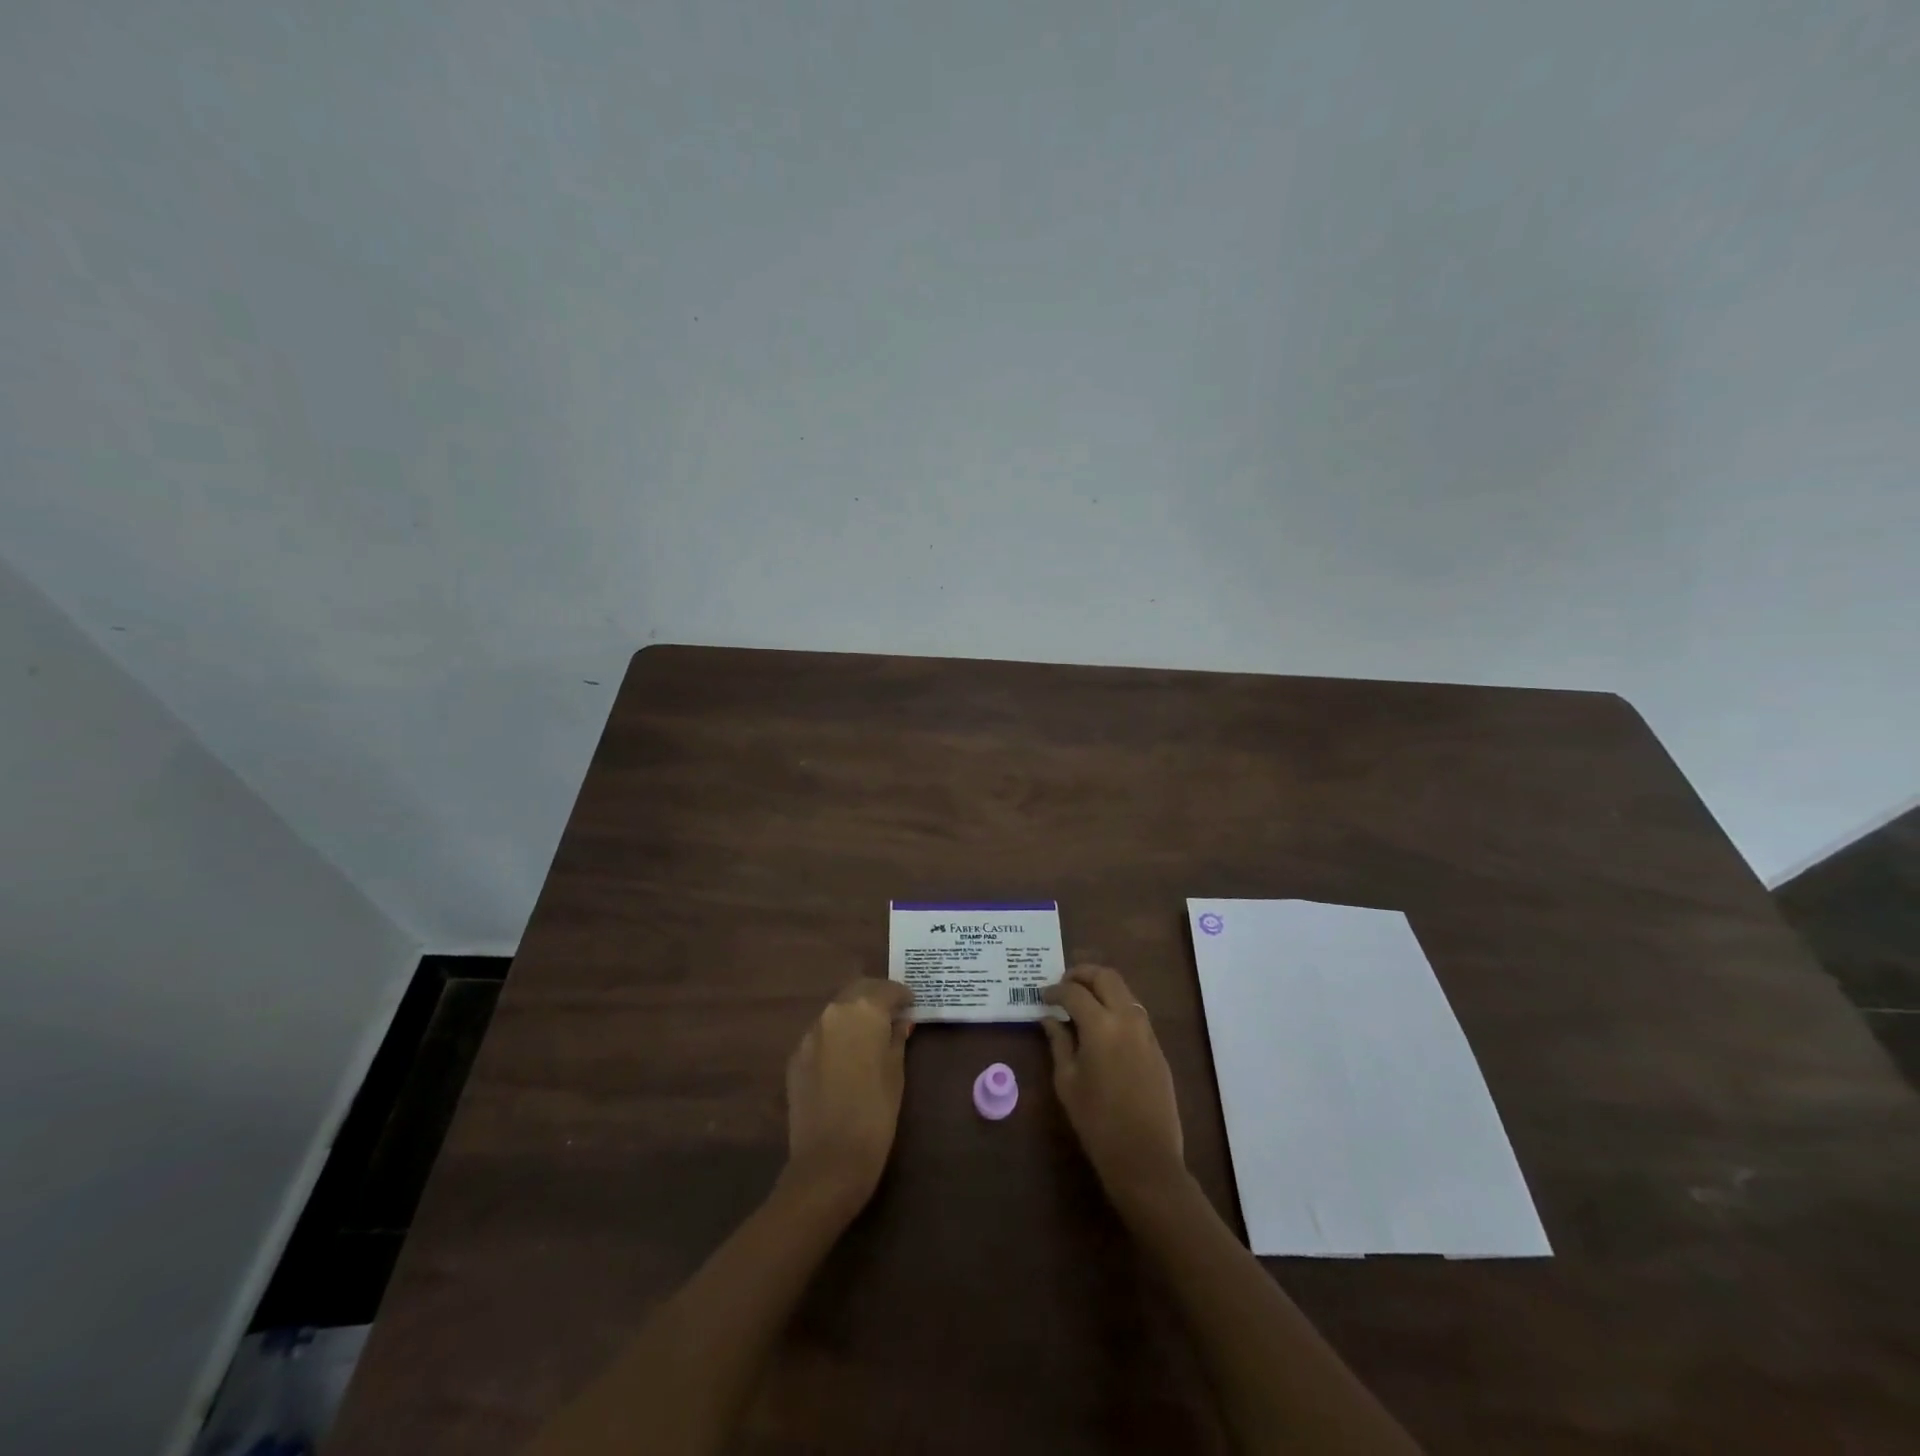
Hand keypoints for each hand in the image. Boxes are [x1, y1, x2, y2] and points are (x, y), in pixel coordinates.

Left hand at [783, 979, 913, 1212]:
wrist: (829, 1159)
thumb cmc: (876, 1113)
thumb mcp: (897, 1072)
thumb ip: (897, 1039)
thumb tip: (900, 1022)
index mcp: (863, 1011)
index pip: (887, 989)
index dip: (902, 995)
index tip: (912, 1004)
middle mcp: (833, 1013)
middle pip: (858, 991)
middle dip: (876, 997)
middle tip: (893, 1013)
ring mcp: (810, 1034)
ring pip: (837, 1011)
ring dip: (854, 1016)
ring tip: (870, 1034)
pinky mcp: (796, 1057)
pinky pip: (821, 1035)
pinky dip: (836, 1036)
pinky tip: (846, 1057)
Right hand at [1042, 964, 1186, 1204]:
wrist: (1146, 1158)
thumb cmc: (1097, 1123)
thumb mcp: (1067, 1081)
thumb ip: (1059, 1043)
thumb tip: (1049, 1019)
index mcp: (1101, 1026)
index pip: (1074, 992)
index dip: (1055, 991)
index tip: (1042, 997)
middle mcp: (1127, 1019)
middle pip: (1106, 977)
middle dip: (1082, 974)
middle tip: (1063, 985)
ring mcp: (1147, 1031)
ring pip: (1124, 991)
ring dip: (1101, 988)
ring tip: (1081, 1002)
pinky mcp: (1157, 1047)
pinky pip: (1135, 1012)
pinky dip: (1116, 1006)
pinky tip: (1101, 1025)